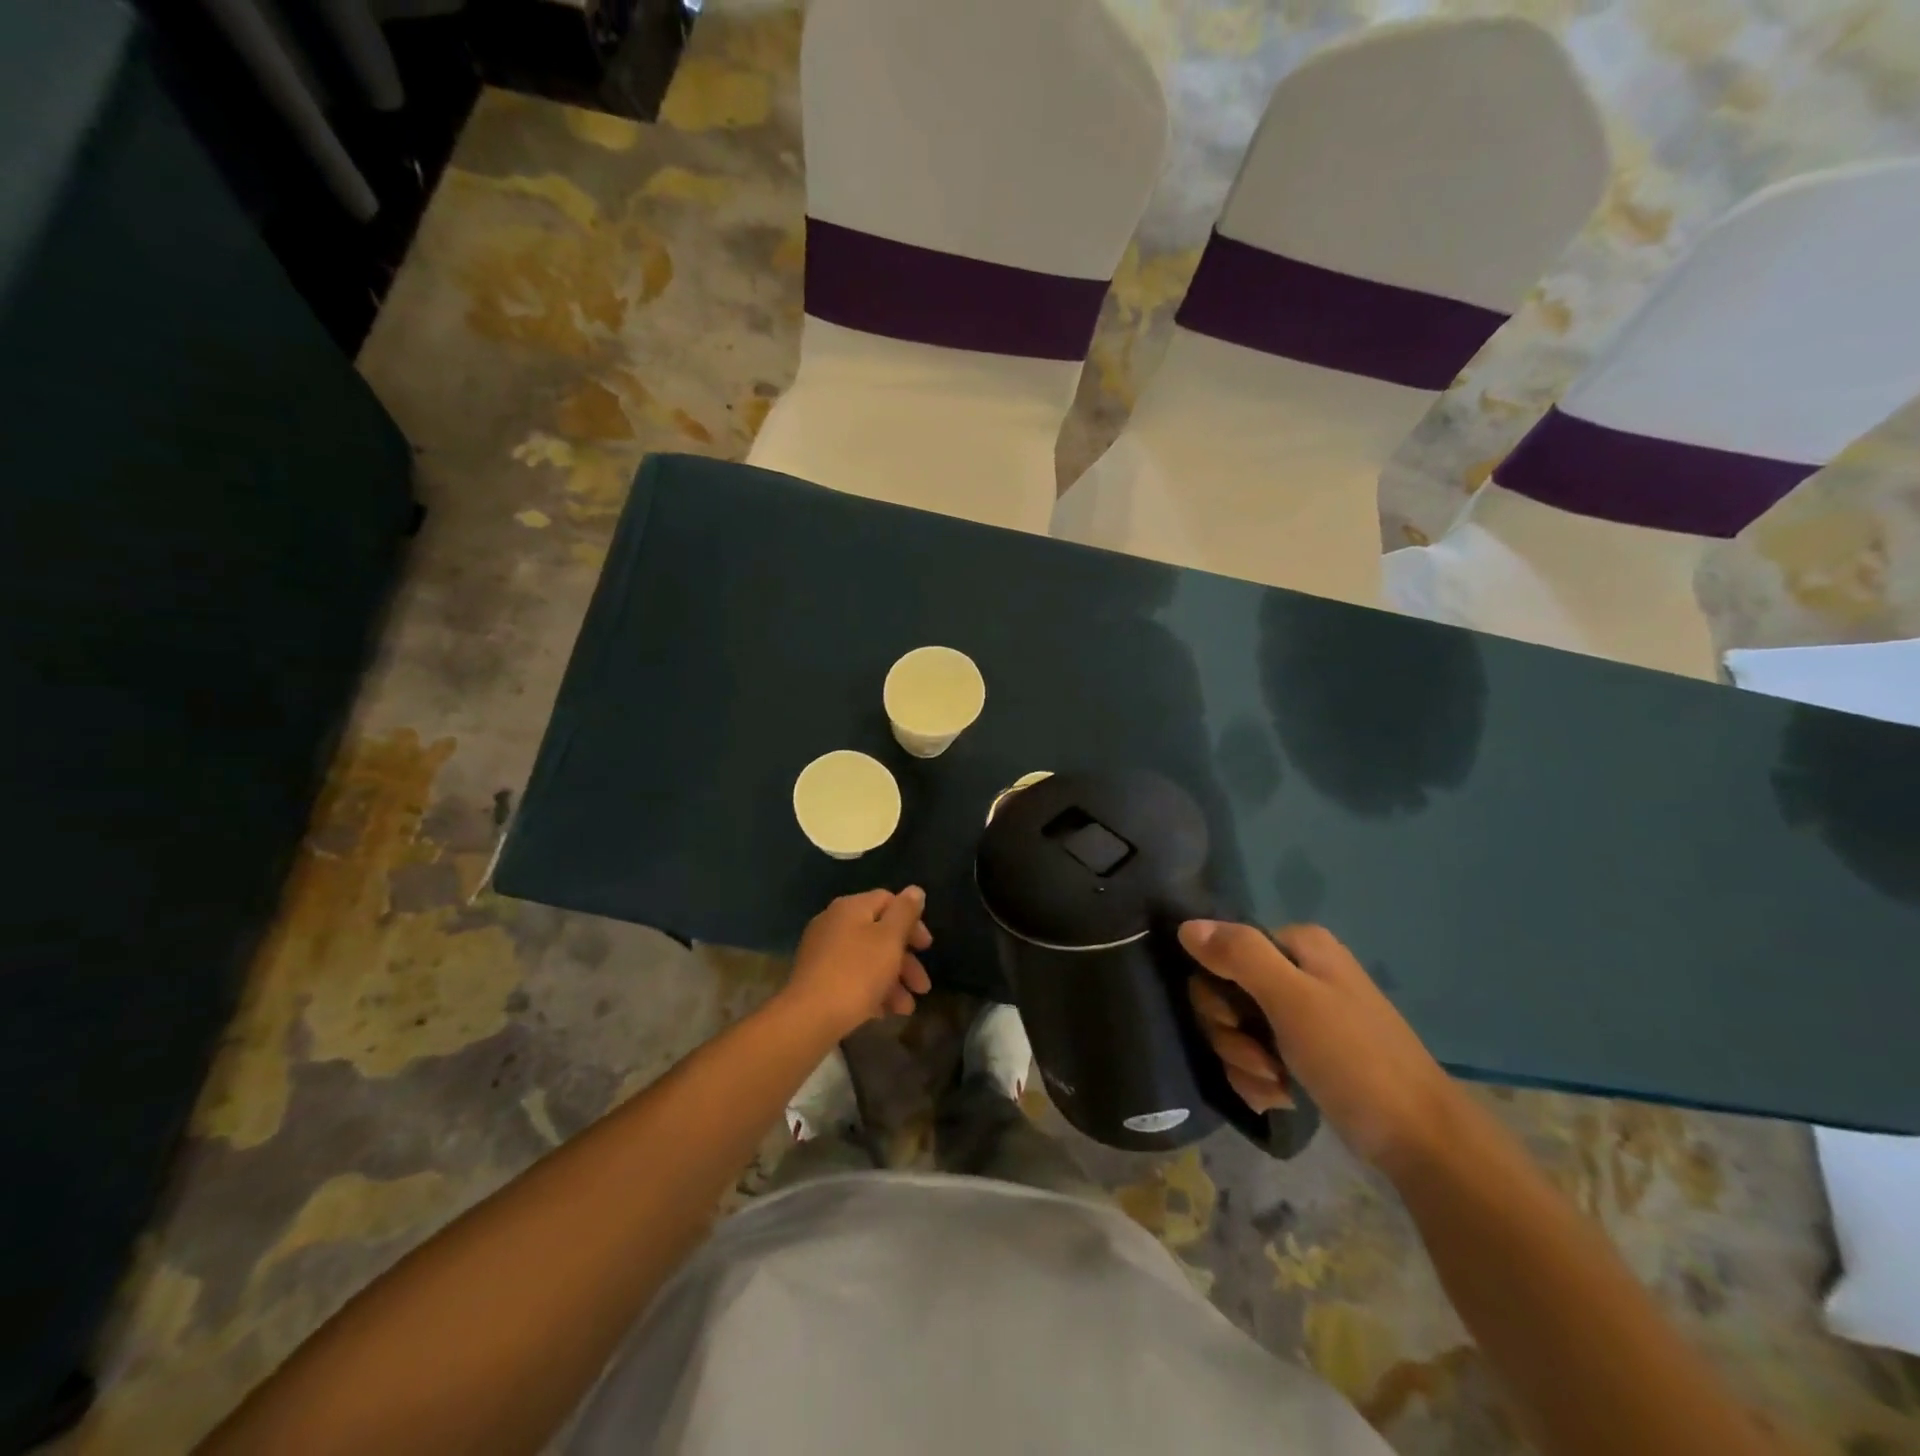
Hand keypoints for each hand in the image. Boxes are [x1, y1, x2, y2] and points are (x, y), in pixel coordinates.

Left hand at [782, 887, 933, 1038]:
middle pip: (880, 933)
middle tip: (922, 987)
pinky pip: (851, 977)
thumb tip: (915, 890)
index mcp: (851, 907)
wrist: (808, 1017)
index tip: (927, 948)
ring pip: (867, 959)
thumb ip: (905, 912)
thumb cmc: (857, 972)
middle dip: (905, 961)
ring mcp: (822, 951)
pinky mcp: (816, 978)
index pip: (888, 901)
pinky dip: (870, 990)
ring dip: (892, 981)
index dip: (912, 922)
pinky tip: (882, 1013)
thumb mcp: (889, 939)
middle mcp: (833, 922)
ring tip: (906, 1009)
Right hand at [1182, 921, 1458, 1174]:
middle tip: (1261, 1059)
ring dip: (1244, 1063)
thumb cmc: (1355, 1058)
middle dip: (1231, 1034)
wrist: (1418, 1139)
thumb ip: (1239, 956)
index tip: (1238, 1022)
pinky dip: (1259, 1081)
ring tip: (1278, 1085)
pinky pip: (1253, 1058)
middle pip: (1223, 993)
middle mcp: (1296, 972)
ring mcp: (1299, 1015)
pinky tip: (1281, 1098)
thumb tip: (1186, 926)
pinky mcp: (1301, 1054)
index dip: (1218, 989)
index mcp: (1298, 946)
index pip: (1222, 950)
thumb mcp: (1293, 1000)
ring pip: (1235, 1030)